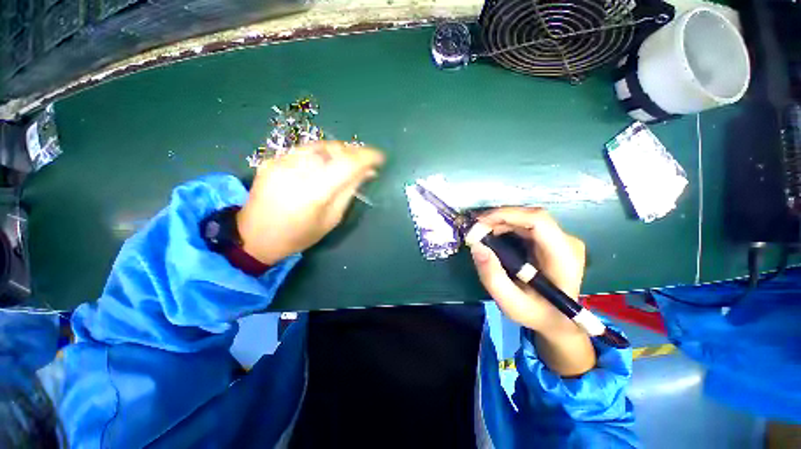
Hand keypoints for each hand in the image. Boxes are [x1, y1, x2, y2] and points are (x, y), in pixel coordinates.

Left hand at [237, 141, 384, 264]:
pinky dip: (321, 153)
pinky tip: (325, 163)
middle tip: (365, 161)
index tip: (380, 157)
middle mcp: (297, 171)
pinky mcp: (272, 160)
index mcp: (315, 192)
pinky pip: (305, 150)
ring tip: (347, 161)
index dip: (367, 156)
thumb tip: (367, 172)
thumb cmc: (299, 235)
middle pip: (334, 149)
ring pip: (320, 146)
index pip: (347, 164)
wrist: (254, 236)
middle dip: (354, 152)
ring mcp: (282, 162)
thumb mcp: (331, 218)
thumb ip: (349, 191)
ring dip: (339, 151)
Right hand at [470, 207, 585, 335]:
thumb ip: (492, 277)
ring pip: (526, 218)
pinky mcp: (552, 239)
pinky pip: (525, 224)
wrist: (558, 320)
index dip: (507, 215)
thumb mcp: (511, 303)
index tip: (479, 223)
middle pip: (530, 216)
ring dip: (499, 222)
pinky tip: (492, 235)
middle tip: (474, 230)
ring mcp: (561, 238)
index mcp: (563, 257)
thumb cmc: (537, 314)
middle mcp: (567, 241)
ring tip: (480, 233)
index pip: (538, 221)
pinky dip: (505, 226)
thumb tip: (476, 246)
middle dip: (498, 218)